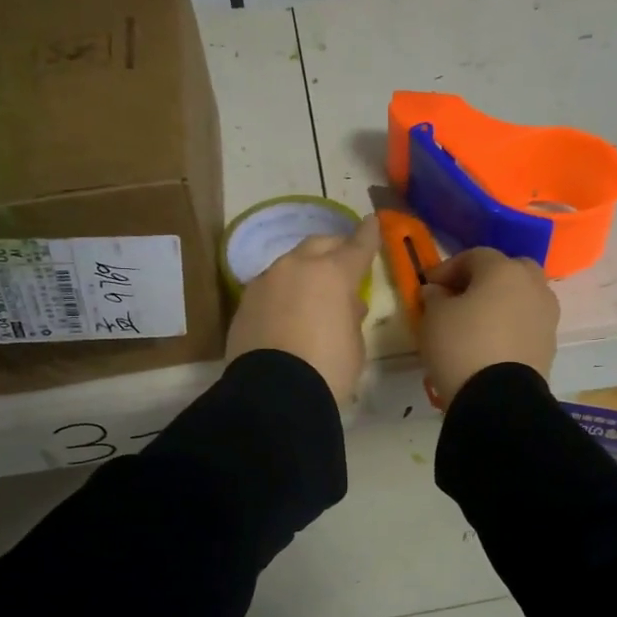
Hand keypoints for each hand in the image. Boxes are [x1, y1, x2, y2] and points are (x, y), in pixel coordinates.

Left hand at [226, 218, 380, 403]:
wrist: (273, 394)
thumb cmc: (328, 368)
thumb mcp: (354, 344)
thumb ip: (351, 316)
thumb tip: (347, 304)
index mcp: (332, 274)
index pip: (357, 246)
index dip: (368, 235)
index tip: (372, 222)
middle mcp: (296, 268)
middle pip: (318, 245)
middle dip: (334, 248)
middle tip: (343, 260)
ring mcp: (265, 283)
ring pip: (289, 265)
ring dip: (304, 271)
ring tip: (313, 292)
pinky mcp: (244, 303)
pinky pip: (270, 288)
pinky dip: (283, 293)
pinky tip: (287, 311)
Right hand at [418, 247, 558, 404]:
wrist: (500, 398)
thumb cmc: (461, 346)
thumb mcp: (434, 318)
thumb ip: (434, 297)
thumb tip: (437, 292)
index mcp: (504, 270)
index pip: (474, 256)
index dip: (447, 268)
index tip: (428, 286)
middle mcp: (532, 285)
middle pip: (508, 270)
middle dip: (484, 279)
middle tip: (460, 296)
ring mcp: (546, 315)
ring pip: (522, 297)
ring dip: (501, 302)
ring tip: (476, 322)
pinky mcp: (549, 343)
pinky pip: (526, 323)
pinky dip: (510, 325)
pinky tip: (490, 342)